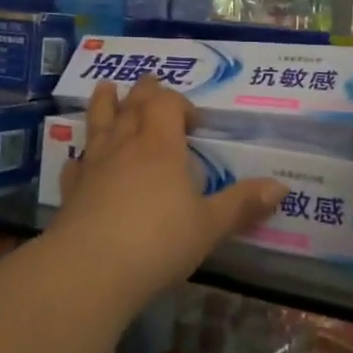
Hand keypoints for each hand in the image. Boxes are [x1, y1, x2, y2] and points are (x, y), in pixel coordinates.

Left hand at [54, 78, 285, 306]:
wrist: (91, 268)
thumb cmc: (159, 242)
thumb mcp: (210, 227)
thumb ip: (242, 205)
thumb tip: (281, 187)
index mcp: (160, 146)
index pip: (166, 103)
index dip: (179, 102)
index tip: (194, 122)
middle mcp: (125, 145)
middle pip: (133, 105)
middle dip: (144, 92)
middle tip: (150, 84)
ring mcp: (94, 165)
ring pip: (98, 123)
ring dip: (104, 104)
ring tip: (106, 88)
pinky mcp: (71, 189)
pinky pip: (76, 163)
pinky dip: (81, 156)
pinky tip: (80, 160)